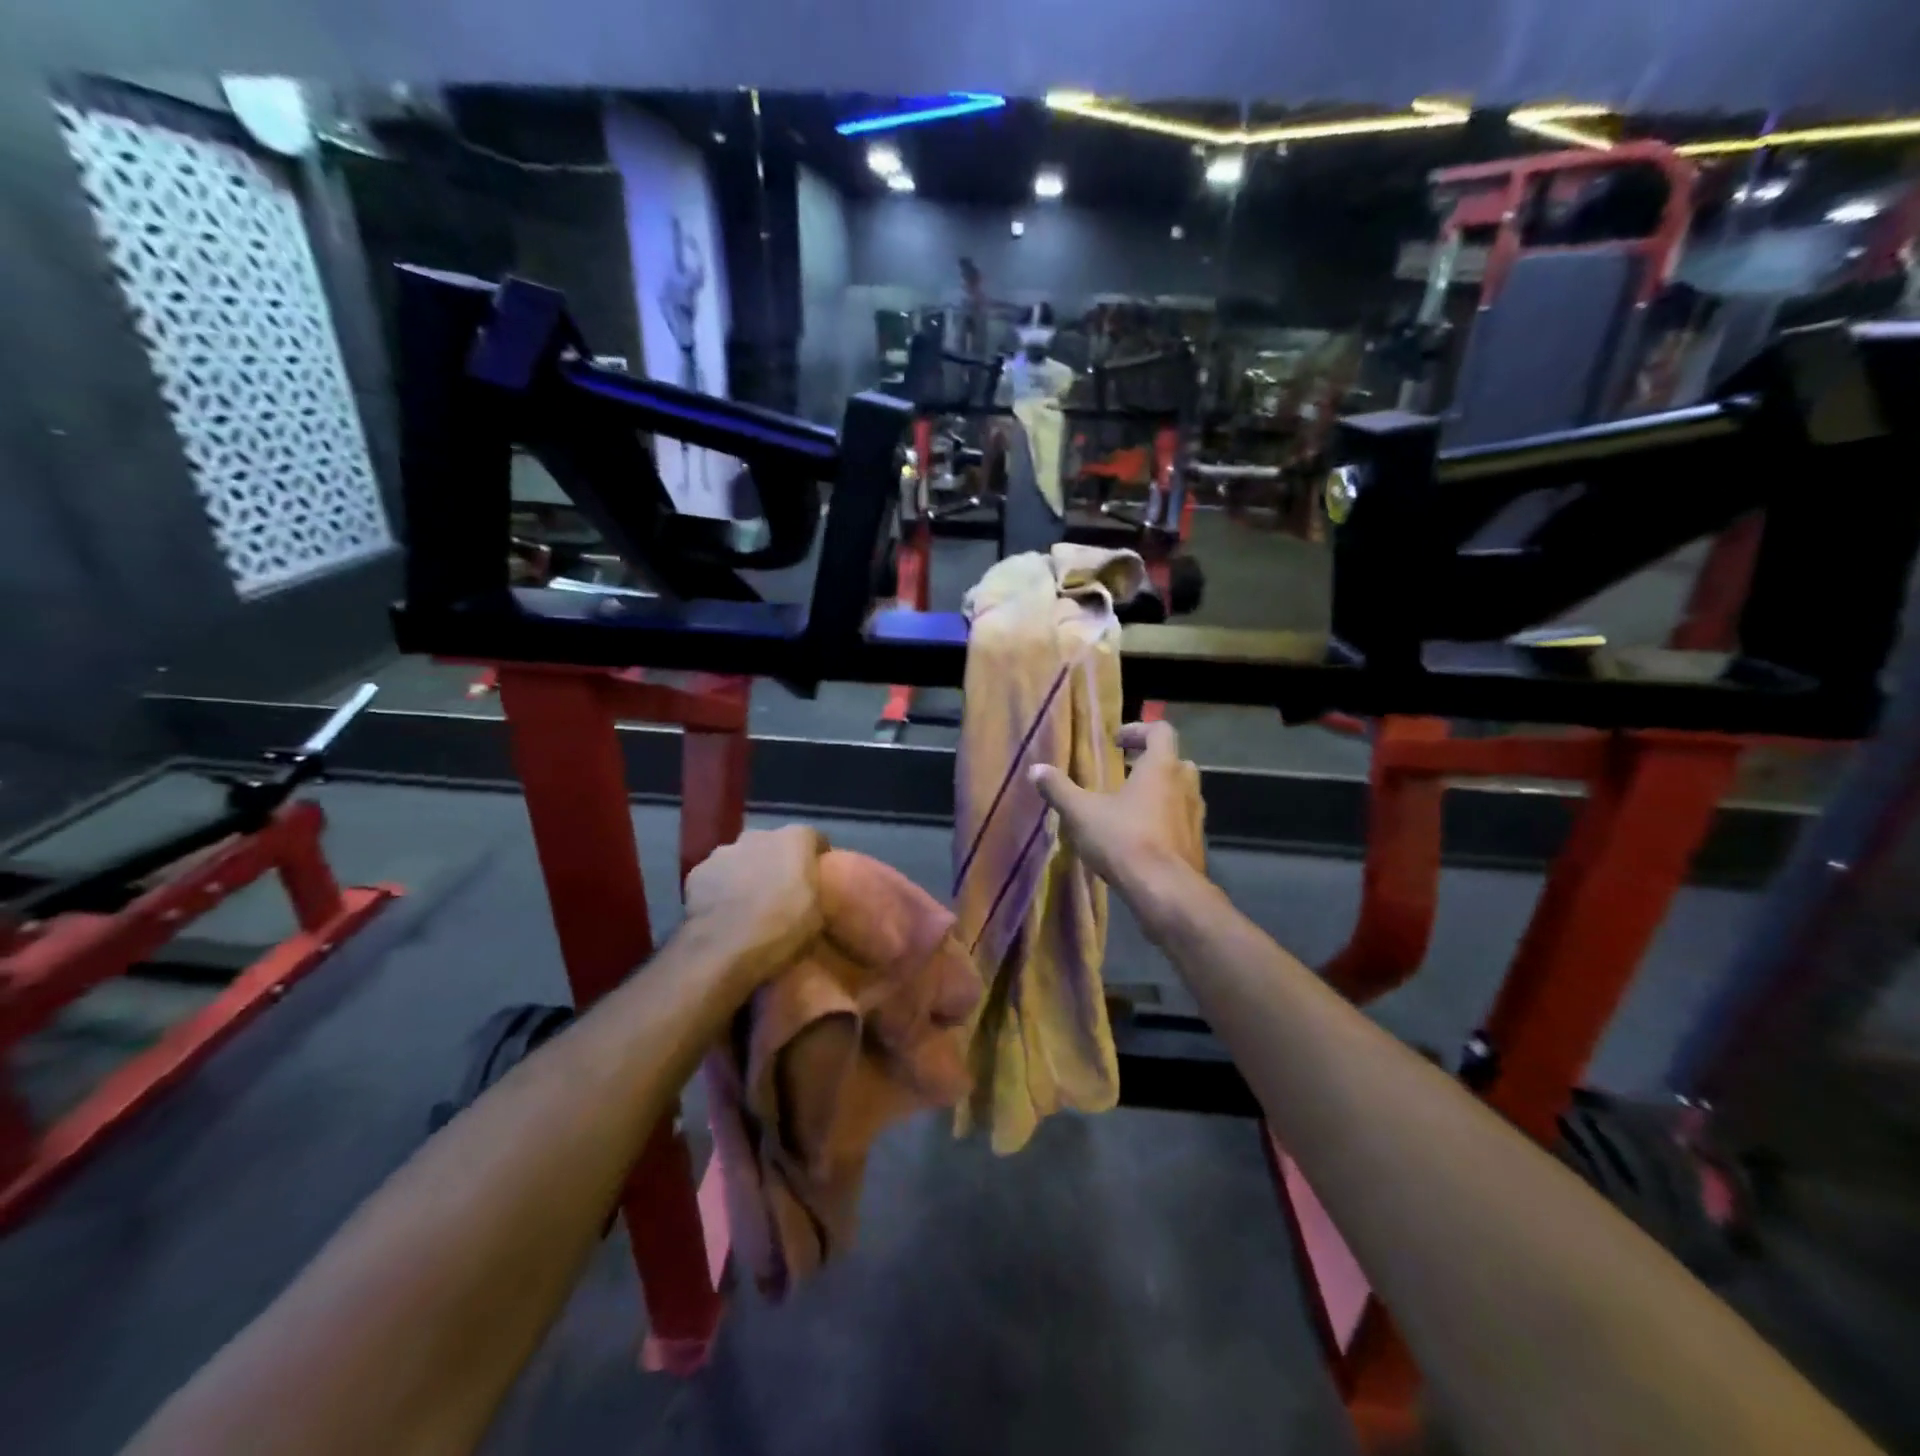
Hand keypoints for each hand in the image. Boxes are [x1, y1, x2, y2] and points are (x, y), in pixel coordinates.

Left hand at [683, 825, 827, 986]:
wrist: (725, 949)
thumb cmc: (783, 928)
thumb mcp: (818, 915)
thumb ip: (815, 891)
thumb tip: (810, 891)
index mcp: (795, 840)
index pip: (812, 838)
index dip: (815, 858)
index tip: (817, 878)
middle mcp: (759, 835)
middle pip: (773, 844)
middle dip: (777, 862)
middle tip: (781, 893)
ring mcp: (724, 852)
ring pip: (741, 858)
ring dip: (747, 873)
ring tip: (749, 905)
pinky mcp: (696, 873)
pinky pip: (716, 877)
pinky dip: (720, 889)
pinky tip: (723, 913)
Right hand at [1029, 721, 1206, 902]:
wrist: (1166, 891)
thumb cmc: (1124, 840)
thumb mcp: (1081, 813)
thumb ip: (1059, 789)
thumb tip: (1035, 769)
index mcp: (1162, 767)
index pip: (1160, 731)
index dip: (1138, 731)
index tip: (1117, 742)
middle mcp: (1186, 785)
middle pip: (1175, 760)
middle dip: (1151, 763)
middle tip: (1126, 773)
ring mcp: (1196, 815)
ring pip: (1182, 792)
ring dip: (1161, 792)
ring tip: (1130, 807)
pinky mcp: (1197, 843)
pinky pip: (1182, 821)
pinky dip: (1166, 820)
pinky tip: (1142, 838)